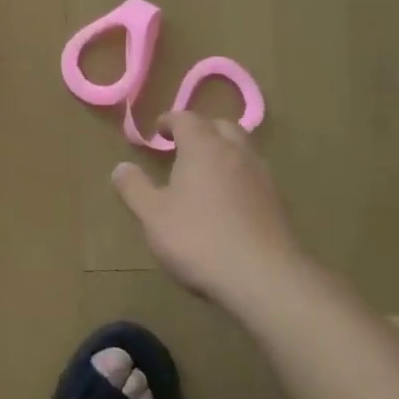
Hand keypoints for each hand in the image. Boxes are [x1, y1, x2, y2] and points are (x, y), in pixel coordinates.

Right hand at [112, 113, 306, 312]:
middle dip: (201, 130)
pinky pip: (254, 175)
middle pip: (220, 126)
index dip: (169, 121)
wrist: (265, 279)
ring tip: (207, 173)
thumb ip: (134, 188)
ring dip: (224, 151)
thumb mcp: (153, 216)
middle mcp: (235, 152)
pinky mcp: (278, 202)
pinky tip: (230, 202)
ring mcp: (261, 176)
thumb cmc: (199, 240)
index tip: (158, 132)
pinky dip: (240, 177)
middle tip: (184, 147)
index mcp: (203, 146)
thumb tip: (121, 167)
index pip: (185, 118)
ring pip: (242, 149)